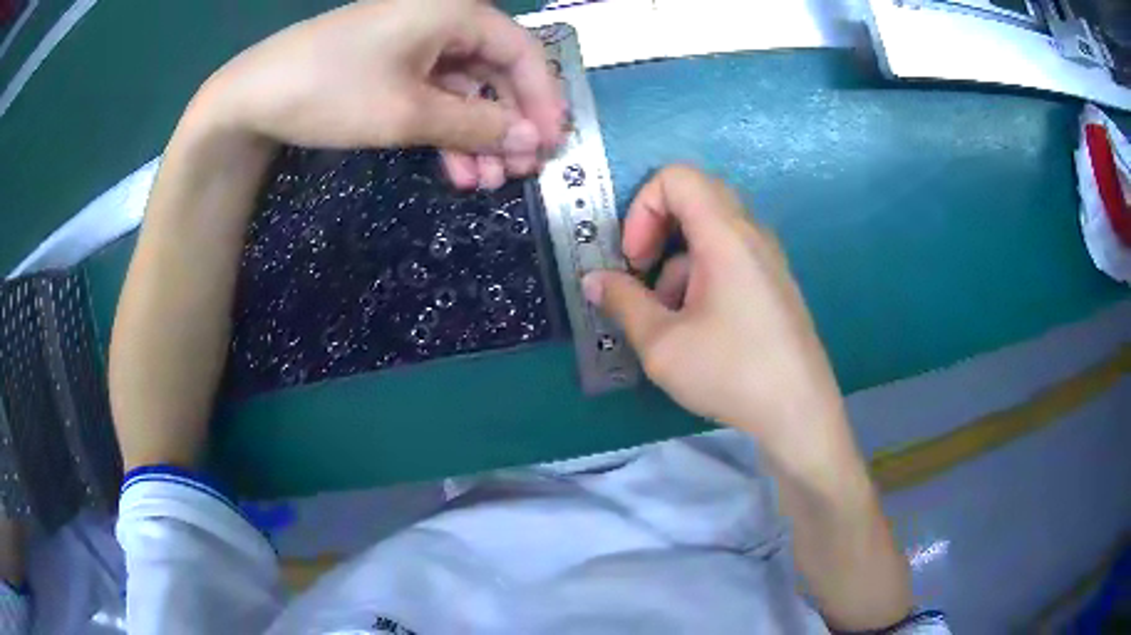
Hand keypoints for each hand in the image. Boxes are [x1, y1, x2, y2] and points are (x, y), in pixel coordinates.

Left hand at [111, 0, 564, 469]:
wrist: (251, 97)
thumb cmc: (331, 91)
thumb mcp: (408, 112)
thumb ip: (477, 124)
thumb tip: (533, 141)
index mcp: (455, 11)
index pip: (522, 52)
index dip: (543, 100)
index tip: (552, 146)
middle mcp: (442, 17)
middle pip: (496, 71)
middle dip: (508, 124)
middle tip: (518, 173)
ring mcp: (415, 41)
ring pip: (466, 87)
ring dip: (478, 135)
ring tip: (485, 182)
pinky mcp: (392, 62)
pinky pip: (435, 93)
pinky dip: (447, 129)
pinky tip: (454, 168)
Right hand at [584, 166, 911, 629]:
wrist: (807, 427)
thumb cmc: (740, 382)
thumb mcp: (666, 344)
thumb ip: (625, 307)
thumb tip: (597, 280)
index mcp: (728, 238)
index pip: (677, 177)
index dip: (644, 205)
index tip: (633, 256)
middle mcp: (754, 238)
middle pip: (695, 201)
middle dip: (657, 237)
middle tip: (644, 287)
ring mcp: (769, 265)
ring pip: (711, 238)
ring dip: (678, 269)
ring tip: (669, 323)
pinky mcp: (776, 292)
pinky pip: (728, 265)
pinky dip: (701, 286)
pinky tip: (699, 335)